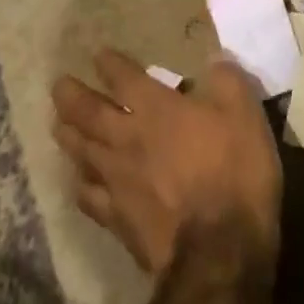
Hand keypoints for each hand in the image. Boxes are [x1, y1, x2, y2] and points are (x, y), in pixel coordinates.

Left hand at [52, 50, 281, 275]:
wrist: (219, 249)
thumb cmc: (235, 171)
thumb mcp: (245, 113)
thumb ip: (227, 81)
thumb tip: (215, 60)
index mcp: (156, 109)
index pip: (124, 78)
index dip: (110, 64)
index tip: (99, 55)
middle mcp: (127, 139)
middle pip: (88, 113)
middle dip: (72, 96)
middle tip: (58, 85)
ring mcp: (117, 181)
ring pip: (81, 152)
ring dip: (67, 135)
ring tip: (57, 125)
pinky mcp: (116, 219)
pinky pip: (89, 197)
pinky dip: (80, 184)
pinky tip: (79, 183)